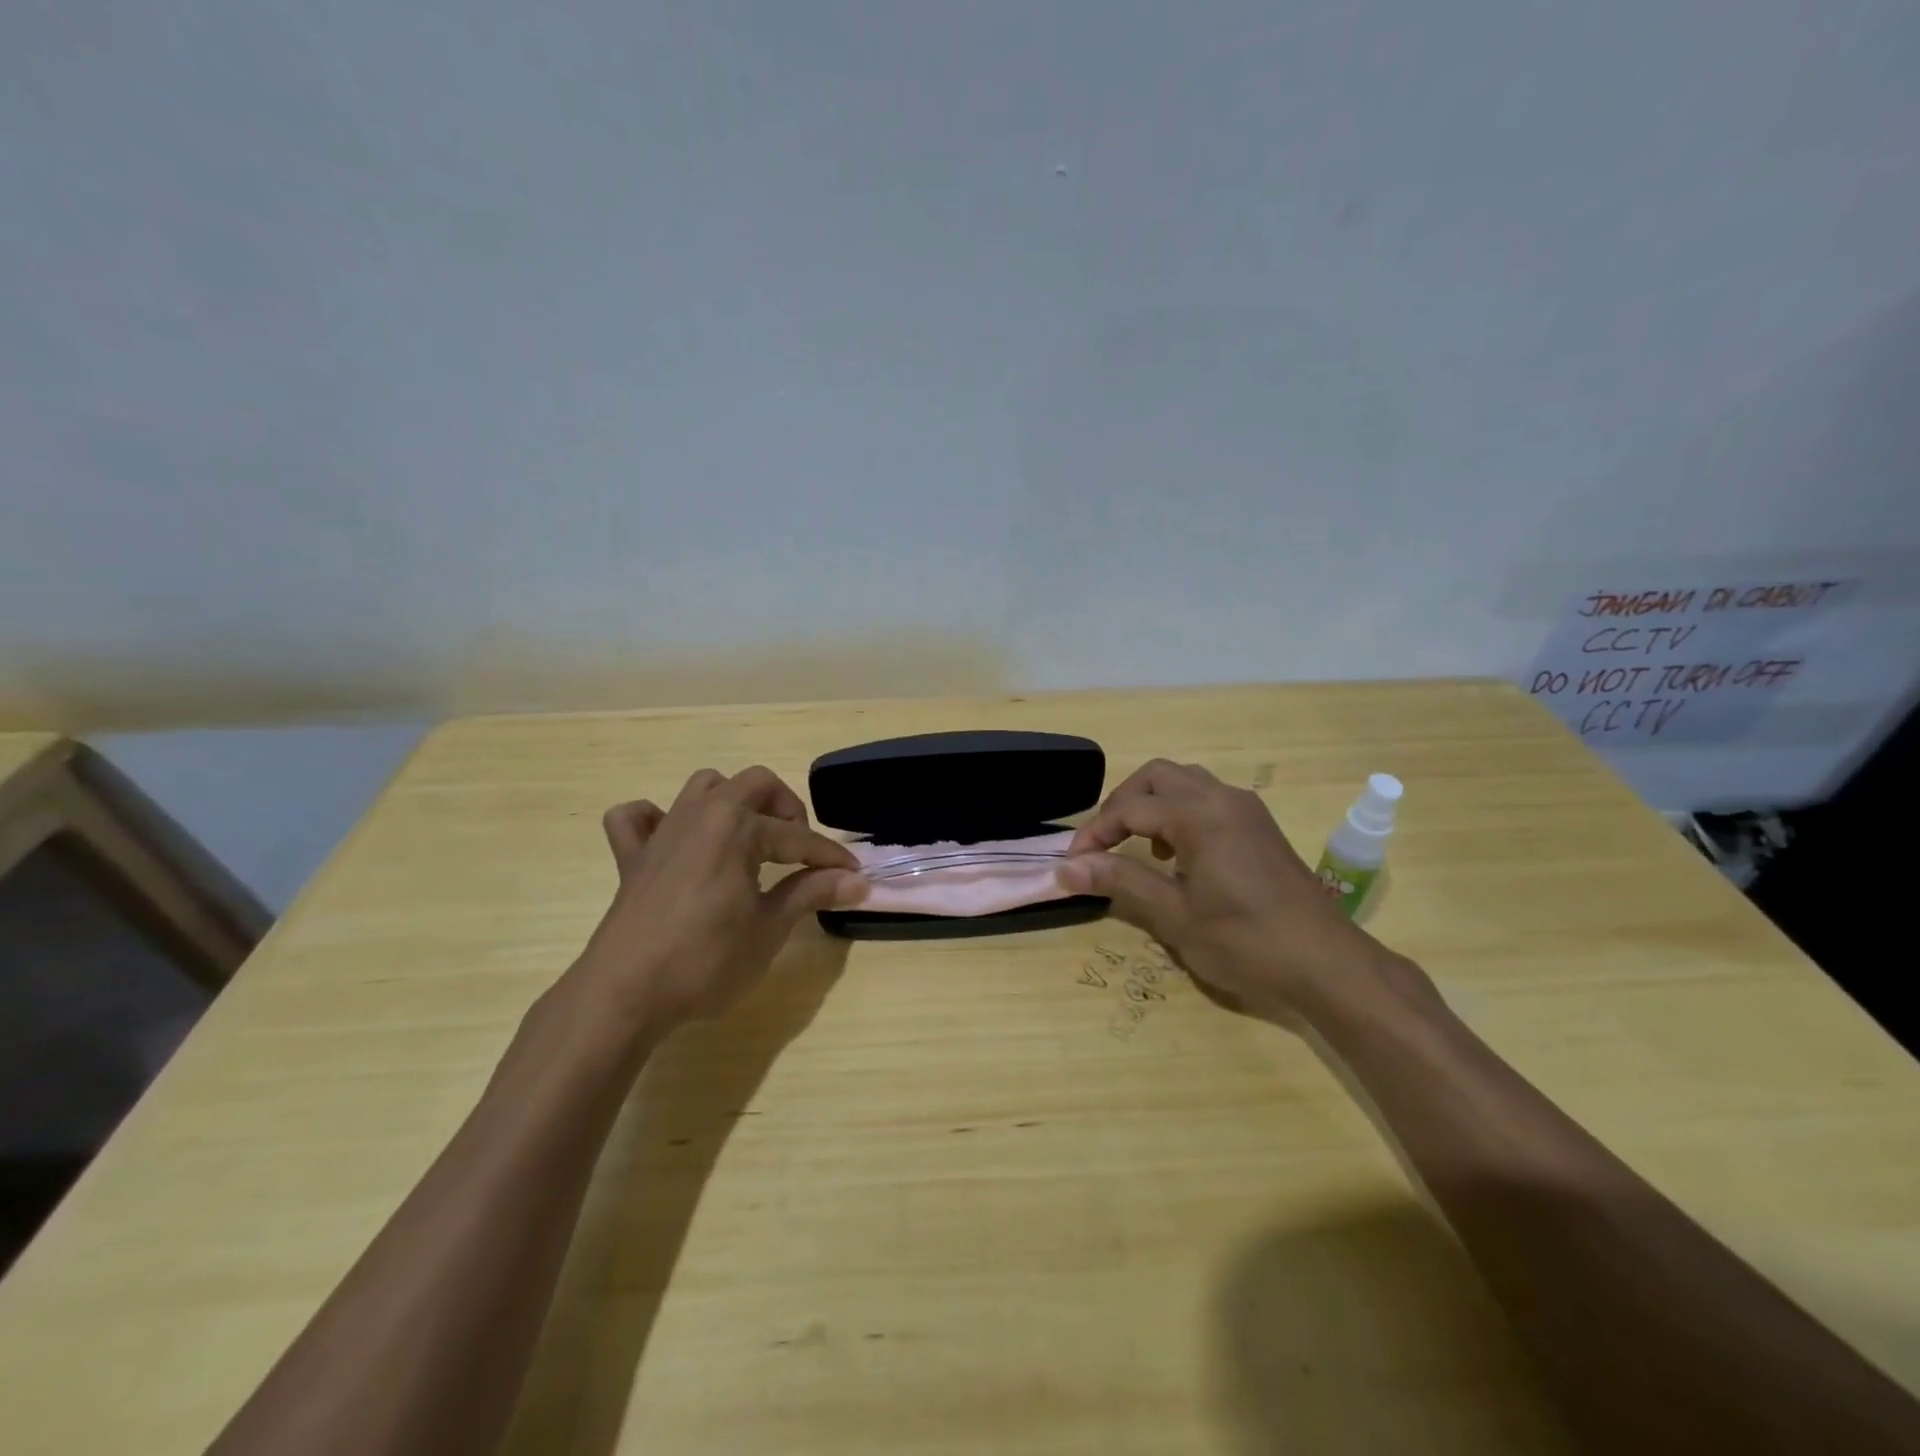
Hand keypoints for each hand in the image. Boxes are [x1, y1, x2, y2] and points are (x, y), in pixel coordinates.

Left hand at [571, 766, 863, 1034]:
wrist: (624, 993)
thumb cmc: (705, 960)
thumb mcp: (769, 928)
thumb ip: (811, 893)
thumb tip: (857, 881)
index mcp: (738, 827)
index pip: (797, 837)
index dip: (829, 856)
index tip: (854, 874)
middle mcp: (702, 814)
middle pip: (755, 784)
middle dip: (786, 810)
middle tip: (798, 850)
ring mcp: (663, 832)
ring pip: (703, 787)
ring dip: (732, 802)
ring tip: (749, 840)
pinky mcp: (632, 857)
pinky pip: (637, 818)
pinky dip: (656, 820)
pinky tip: (673, 843)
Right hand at [1057, 760, 1429, 1024]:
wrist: (1328, 964)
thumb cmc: (1245, 941)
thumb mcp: (1174, 915)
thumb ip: (1119, 881)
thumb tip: (1066, 868)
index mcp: (1198, 814)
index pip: (1129, 808)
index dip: (1095, 833)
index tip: (1073, 863)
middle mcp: (1222, 798)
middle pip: (1156, 777)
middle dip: (1121, 804)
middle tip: (1102, 843)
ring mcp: (1246, 809)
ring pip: (1185, 782)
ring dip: (1152, 804)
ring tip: (1137, 846)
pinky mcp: (1260, 826)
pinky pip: (1208, 799)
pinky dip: (1180, 812)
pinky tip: (1178, 855)